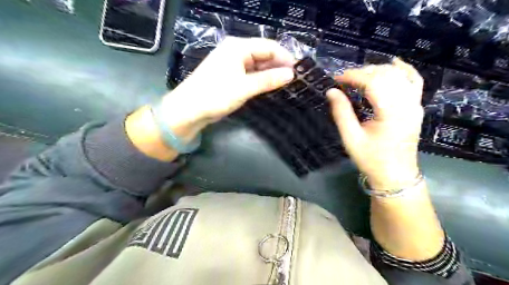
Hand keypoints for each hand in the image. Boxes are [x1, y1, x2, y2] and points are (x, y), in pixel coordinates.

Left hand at [159, 36, 294, 141]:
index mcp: (238, 47)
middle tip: (294, 80)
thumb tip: (291, 74)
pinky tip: (270, 87)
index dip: (285, 57)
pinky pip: (250, 74)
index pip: (269, 46)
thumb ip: (268, 80)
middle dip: (278, 66)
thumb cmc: (216, 95)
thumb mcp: (245, 87)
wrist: (189, 109)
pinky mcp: (231, 76)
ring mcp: (232, 64)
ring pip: (257, 65)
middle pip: (263, 54)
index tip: (299, 71)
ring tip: (285, 85)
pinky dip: (261, 80)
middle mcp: (236, 52)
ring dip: (270, 74)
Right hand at [328, 58, 423, 189]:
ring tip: (360, 77)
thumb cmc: (371, 159)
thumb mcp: (351, 138)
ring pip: (400, 75)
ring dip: (378, 70)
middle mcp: (407, 104)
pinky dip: (403, 70)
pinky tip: (393, 64)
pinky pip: (414, 81)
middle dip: (363, 72)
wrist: (395, 175)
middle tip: (345, 80)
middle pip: (387, 75)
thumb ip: (341, 113)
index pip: (374, 82)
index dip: (353, 76)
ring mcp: (415, 104)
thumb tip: (331, 91)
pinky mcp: (416, 107)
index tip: (337, 79)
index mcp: (391, 112)